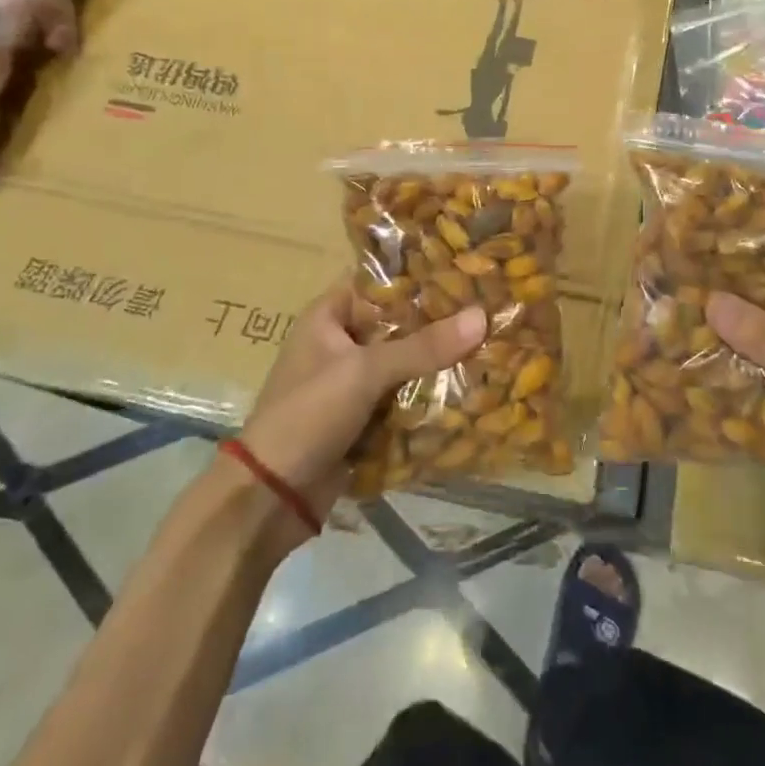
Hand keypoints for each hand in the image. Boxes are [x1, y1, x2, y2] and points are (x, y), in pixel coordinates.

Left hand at [232, 279, 485, 543]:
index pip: (379, 281)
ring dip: (439, 359)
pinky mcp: (365, 416)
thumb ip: (423, 346)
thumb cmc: (308, 414)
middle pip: (398, 323)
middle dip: (439, 321)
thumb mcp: (365, 372)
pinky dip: (430, 392)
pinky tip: (473, 383)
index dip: (419, 274)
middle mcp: (341, 342)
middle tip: (490, 307)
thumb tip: (482, 316)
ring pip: (405, 360)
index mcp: (328, 316)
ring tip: (492, 340)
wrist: (272, 496)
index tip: (465, 269)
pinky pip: (405, 394)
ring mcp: (353, 381)